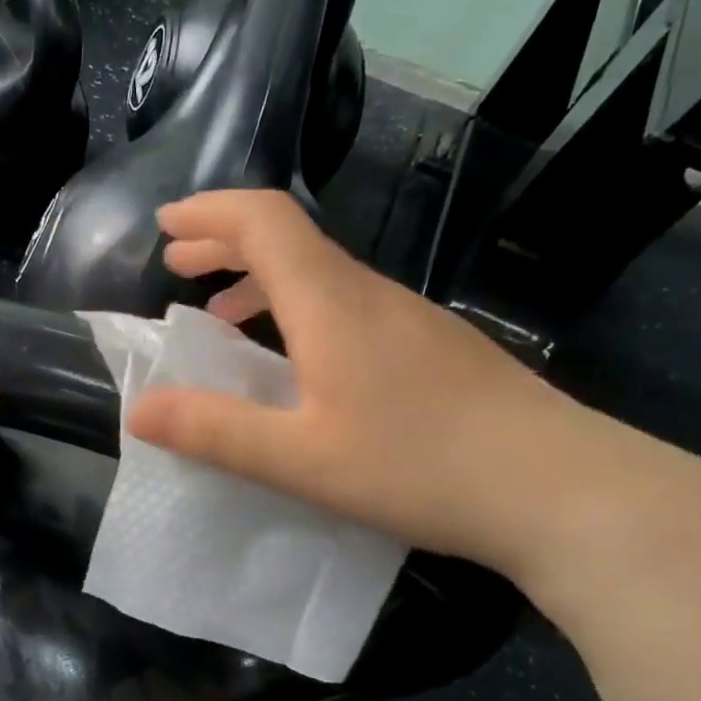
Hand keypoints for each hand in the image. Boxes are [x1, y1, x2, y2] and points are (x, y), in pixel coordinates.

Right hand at [126, 190, 617, 577]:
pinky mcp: (430, 347)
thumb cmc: (421, 467)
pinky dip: (297, 309)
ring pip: (318, 273)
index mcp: (331, 303)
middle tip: (177, 263)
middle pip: (288, 239)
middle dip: (224, 241)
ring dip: (260, 278)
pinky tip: (296, 360)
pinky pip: (345, 304)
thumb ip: (214, 431)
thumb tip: (139, 409)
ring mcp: (407, 318)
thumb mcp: (300, 460)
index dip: (210, 211)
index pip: (265, 220)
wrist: (562, 489)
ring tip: (220, 313)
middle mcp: (368, 294)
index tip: (166, 225)